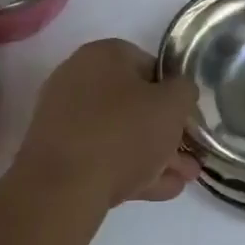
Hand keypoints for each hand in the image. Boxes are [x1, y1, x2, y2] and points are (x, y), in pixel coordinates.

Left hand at [20, 39, 200, 207]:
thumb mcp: (172, 106)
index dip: (174, 93)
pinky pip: (100, 154)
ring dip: (152, 154)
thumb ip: (184, 91)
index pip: (150, 65)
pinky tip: (158, 189)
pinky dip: (128, 168)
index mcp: (103, 54)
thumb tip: (179, 92)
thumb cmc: (122, 134)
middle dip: (165, 130)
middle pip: (134, 102)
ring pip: (119, 132)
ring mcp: (63, 117)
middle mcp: (78, 77)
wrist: (60, 190)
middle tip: (189, 155)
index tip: (187, 119)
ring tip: (182, 179)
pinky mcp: (56, 153)